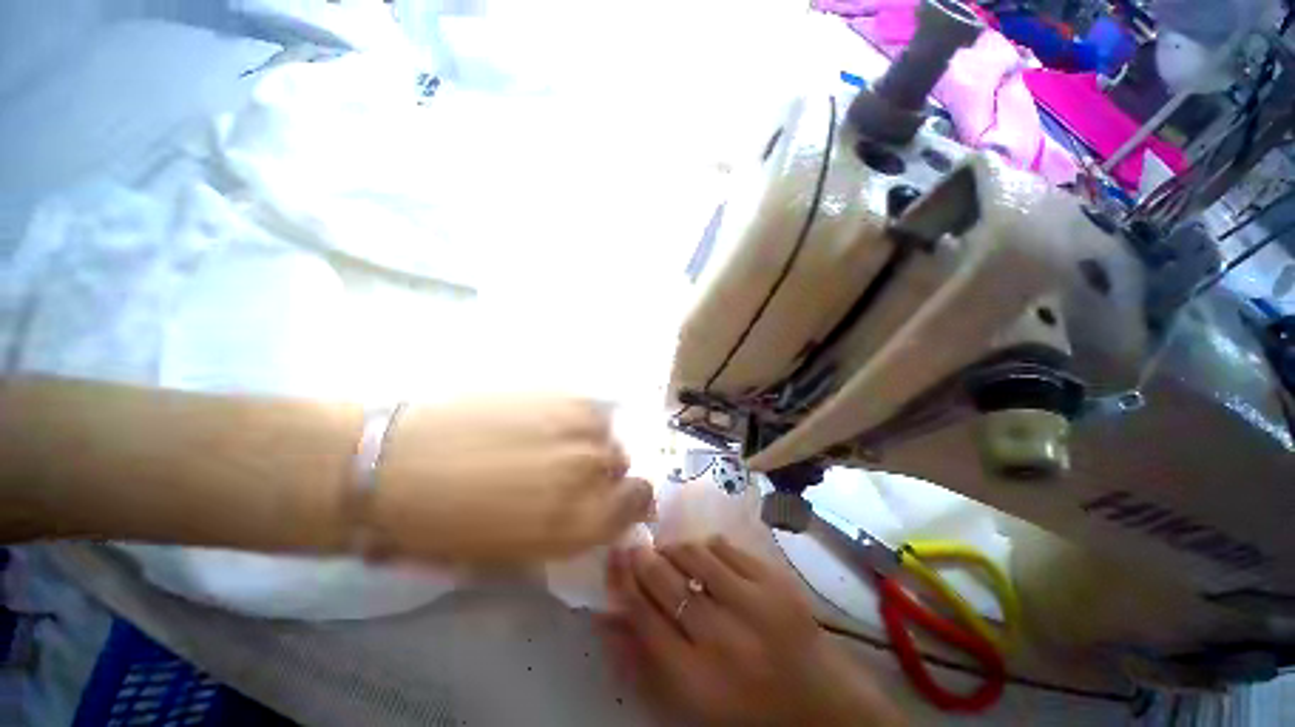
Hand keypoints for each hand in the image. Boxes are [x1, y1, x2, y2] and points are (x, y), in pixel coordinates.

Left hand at [371, 396, 653, 562]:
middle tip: (568, 474)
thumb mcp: (512, 556)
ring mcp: (577, 424)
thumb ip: (566, 535)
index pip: (640, 501)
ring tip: (551, 446)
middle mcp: (592, 468)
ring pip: (605, 431)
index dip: (631, 501)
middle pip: (622, 463)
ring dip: (588, 442)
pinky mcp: (557, 393)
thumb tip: (591, 516)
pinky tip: (539, 423)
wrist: (394, 465)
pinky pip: (584, 408)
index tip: (615, 500)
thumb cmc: (445, 530)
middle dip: (603, 473)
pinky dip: (573, 419)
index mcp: (582, 520)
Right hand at [602, 538, 904, 726]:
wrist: (820, 704)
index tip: (614, 558)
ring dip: (674, 550)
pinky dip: (706, 547)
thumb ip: (643, 664)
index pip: (644, 617)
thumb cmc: (746, 710)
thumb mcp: (688, 703)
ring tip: (669, 554)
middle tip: (636, 548)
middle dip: (644, 559)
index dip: (623, 582)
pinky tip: (704, 556)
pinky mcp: (775, 580)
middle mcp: (723, 637)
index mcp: (698, 679)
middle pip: (666, 581)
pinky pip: (725, 547)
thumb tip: (607, 617)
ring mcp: (754, 602)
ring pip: (694, 555)